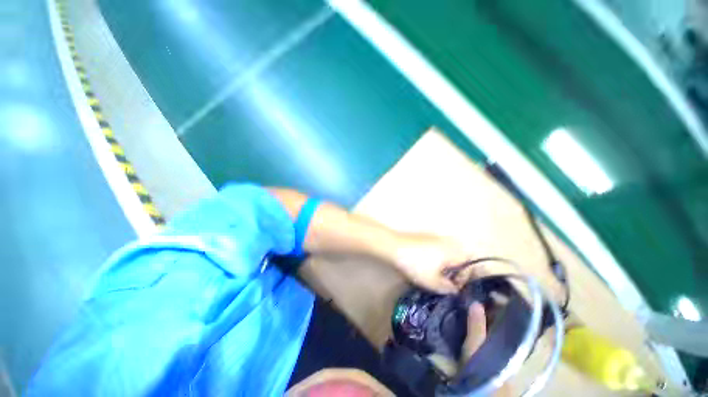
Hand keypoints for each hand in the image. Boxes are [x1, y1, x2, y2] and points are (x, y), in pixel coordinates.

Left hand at [389, 232, 471, 293]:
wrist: (394, 246)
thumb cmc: (416, 264)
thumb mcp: (433, 282)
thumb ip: (447, 288)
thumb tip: (454, 290)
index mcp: (454, 251)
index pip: (468, 266)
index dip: (463, 280)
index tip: (453, 289)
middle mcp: (447, 242)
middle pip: (457, 260)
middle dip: (453, 273)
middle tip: (442, 283)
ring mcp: (435, 238)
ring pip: (446, 255)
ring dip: (443, 266)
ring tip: (432, 276)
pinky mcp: (424, 237)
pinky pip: (435, 250)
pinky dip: (434, 259)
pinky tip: (423, 266)